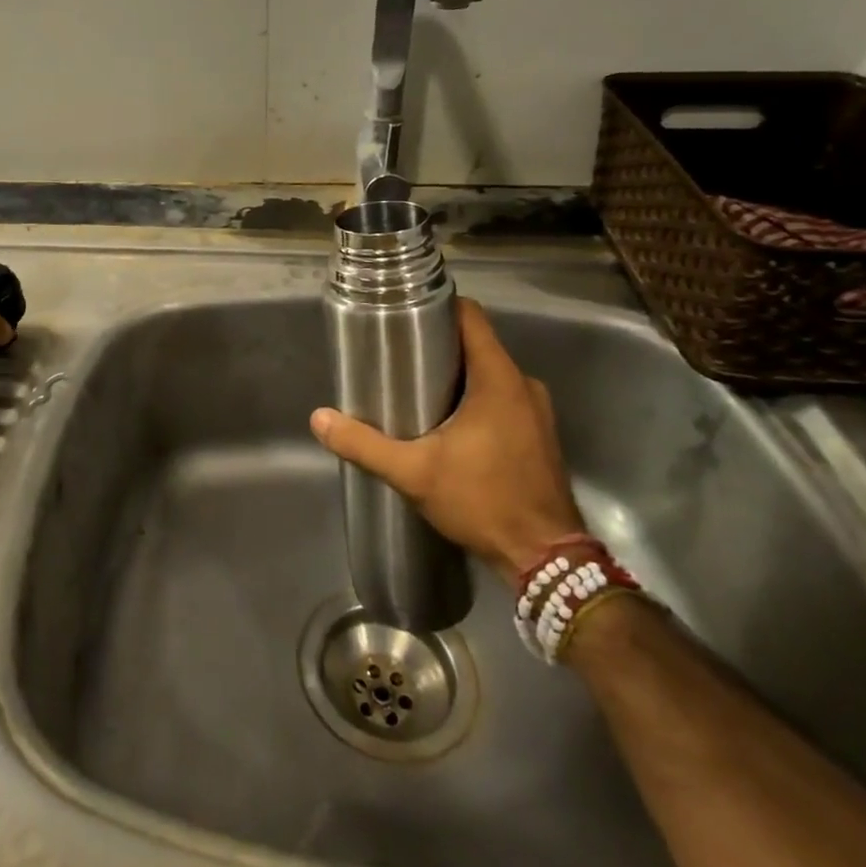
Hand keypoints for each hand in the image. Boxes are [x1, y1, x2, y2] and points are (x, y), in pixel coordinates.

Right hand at [310, 298, 583, 583]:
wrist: (546, 560)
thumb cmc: (483, 502)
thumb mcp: (414, 473)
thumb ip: (365, 444)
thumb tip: (319, 419)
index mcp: (500, 379)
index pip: (471, 317)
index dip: (438, 306)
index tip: (404, 313)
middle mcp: (523, 385)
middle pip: (477, 345)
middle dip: (438, 346)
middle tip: (396, 357)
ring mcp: (536, 411)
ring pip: (489, 374)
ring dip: (456, 376)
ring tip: (415, 388)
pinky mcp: (538, 435)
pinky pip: (502, 399)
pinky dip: (475, 400)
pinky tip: (447, 424)